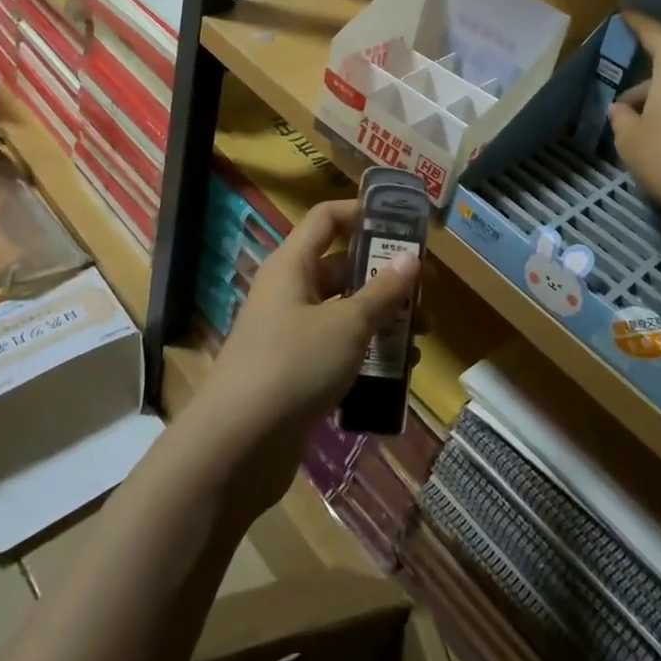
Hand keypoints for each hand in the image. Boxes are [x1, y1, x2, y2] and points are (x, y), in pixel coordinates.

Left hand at [192, 198, 420, 518]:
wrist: (235, 448)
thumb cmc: (293, 365)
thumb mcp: (347, 325)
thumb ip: (382, 292)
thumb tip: (412, 259)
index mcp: (293, 265)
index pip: (327, 218)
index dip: (362, 212)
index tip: (403, 224)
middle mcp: (289, 292)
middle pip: (342, 268)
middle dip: (385, 277)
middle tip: (425, 290)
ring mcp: (290, 335)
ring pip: (344, 312)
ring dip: (382, 320)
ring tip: (420, 337)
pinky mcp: (295, 374)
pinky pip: (338, 351)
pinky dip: (366, 355)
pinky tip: (398, 373)